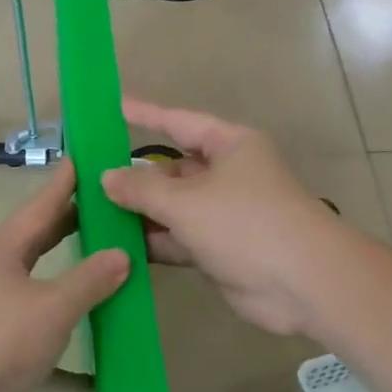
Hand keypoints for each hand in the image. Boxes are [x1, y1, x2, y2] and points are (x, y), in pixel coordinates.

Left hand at [0, 161, 128, 391]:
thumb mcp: (51, 308)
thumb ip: (89, 281)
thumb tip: (121, 254)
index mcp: (2, 252)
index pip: (42, 206)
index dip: (65, 182)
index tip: (85, 158)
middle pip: (40, 245)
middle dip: (73, 230)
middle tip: (110, 213)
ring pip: (43, 298)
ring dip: (74, 294)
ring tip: (115, 282)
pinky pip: (39, 351)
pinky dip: (65, 363)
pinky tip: (95, 378)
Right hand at [101, 99, 347, 336]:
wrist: (303, 284)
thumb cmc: (246, 224)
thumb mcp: (186, 201)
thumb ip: (141, 188)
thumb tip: (106, 177)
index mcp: (230, 146)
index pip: (178, 122)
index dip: (144, 114)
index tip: (111, 108)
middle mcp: (227, 175)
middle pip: (172, 169)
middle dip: (135, 177)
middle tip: (87, 179)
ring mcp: (223, 214)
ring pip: (172, 207)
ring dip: (139, 213)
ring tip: (92, 214)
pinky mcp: (219, 249)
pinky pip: (178, 238)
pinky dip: (153, 241)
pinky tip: (117, 246)